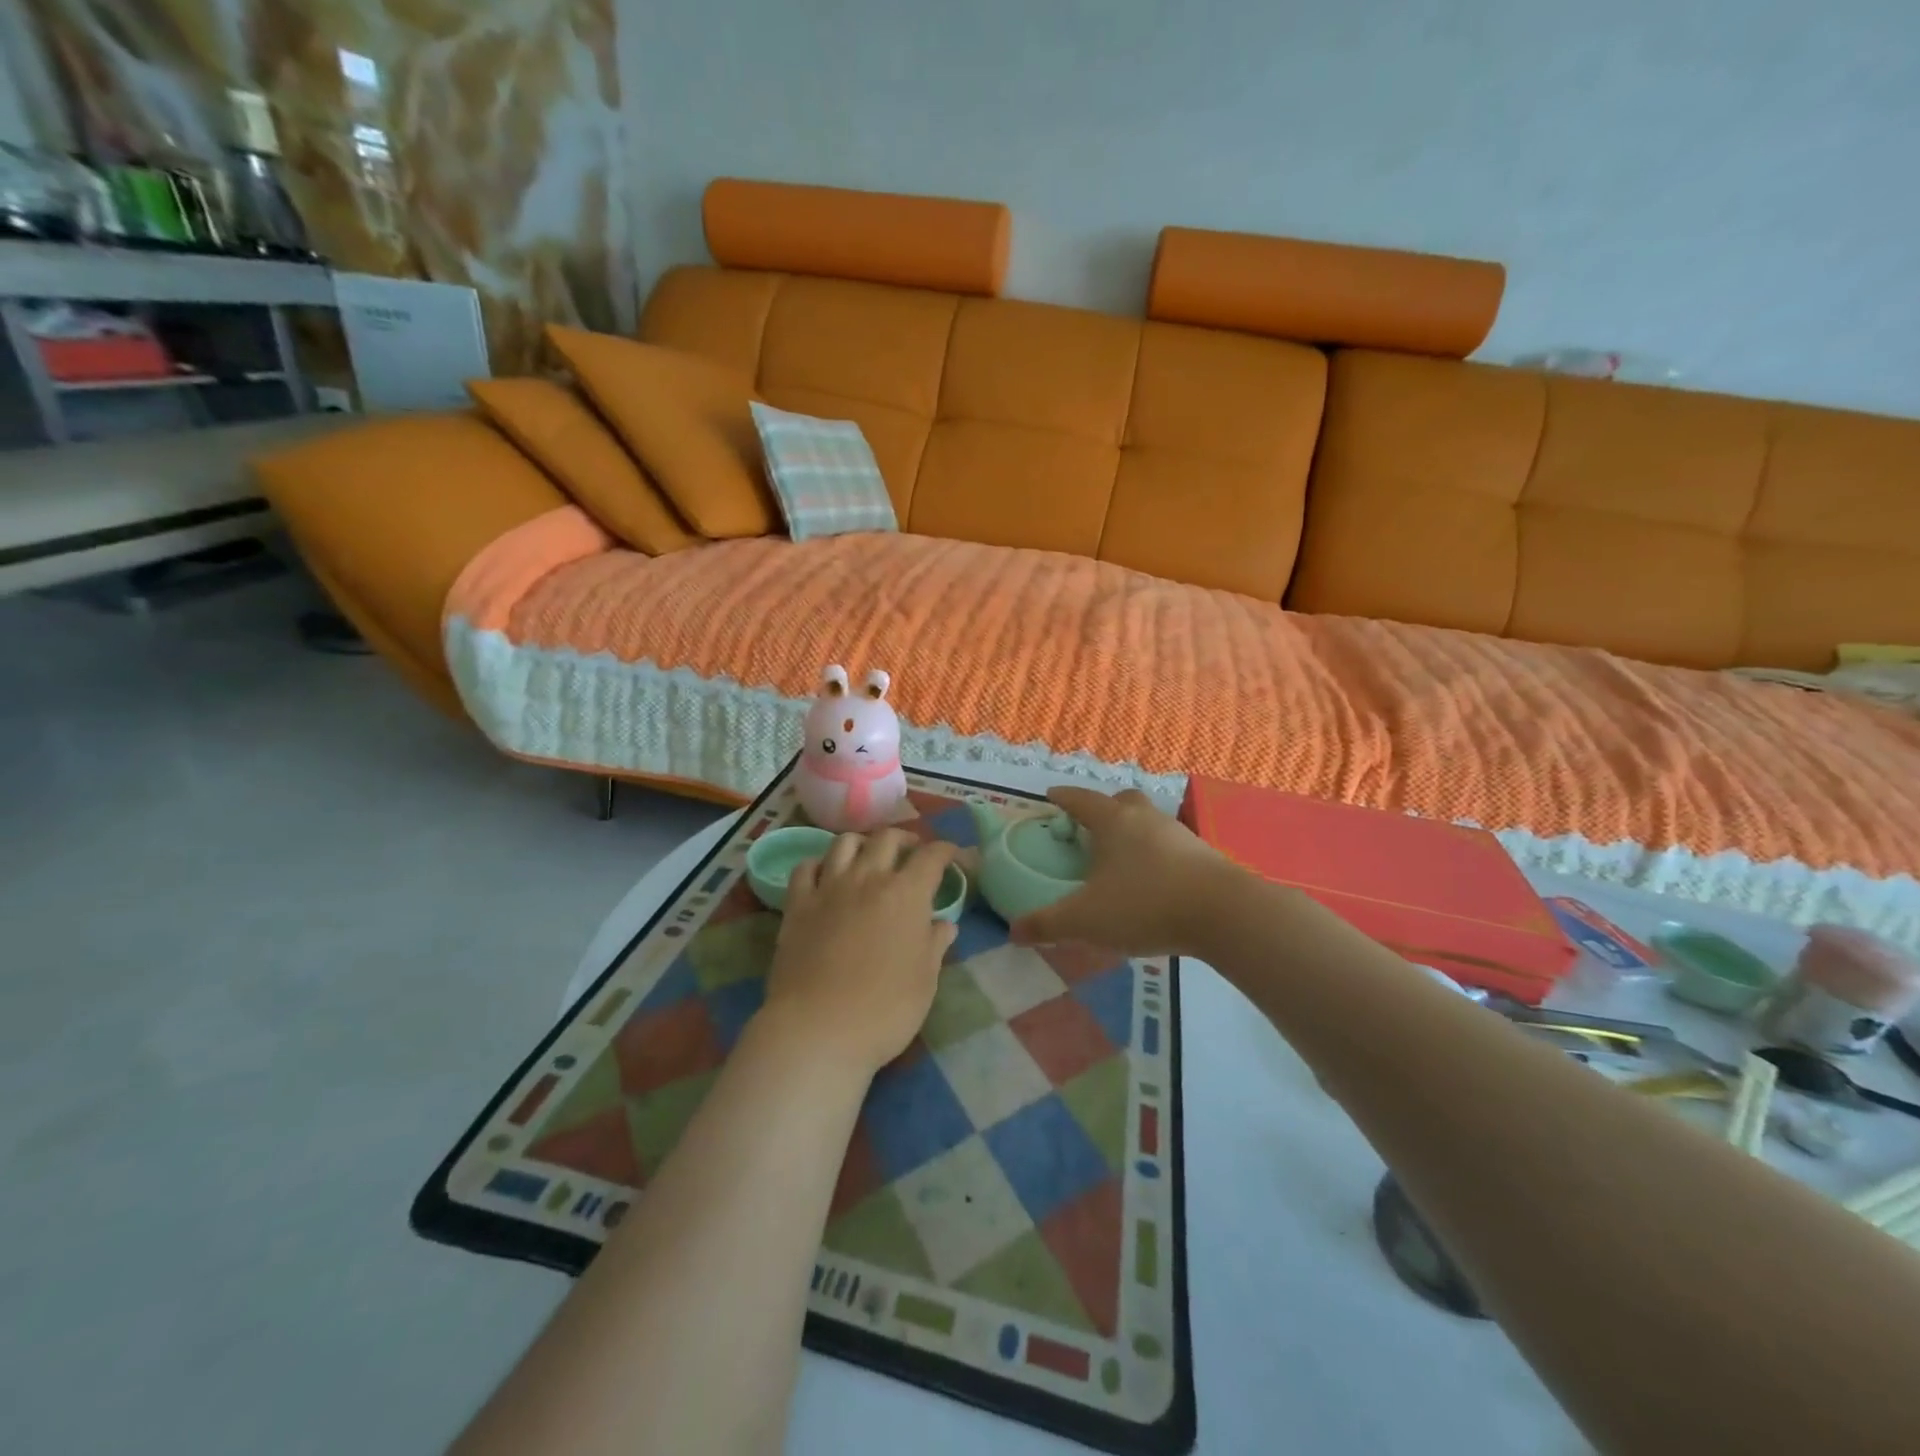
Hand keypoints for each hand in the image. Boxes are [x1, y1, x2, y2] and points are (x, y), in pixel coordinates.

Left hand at [764, 829, 958, 1073]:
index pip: (932, 856)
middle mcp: (868, 878)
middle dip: (905, 839)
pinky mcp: (797, 905)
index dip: (947, 850)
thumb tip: (944, 924)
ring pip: (845, 843)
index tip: (954, 856)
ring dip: (863, 843)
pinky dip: (819, 864)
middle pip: (887, 838)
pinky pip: (805, 867)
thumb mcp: (925, 980)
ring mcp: (828, 888)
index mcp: (907, 894)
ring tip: (869, 857)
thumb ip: (935, 944)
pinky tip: (825, 876)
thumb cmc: (885, 1010)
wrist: (818, 1029)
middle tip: (912, 852)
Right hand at [1010, 787, 1229, 956]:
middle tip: (1090, 829)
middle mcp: (1145, 818)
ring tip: (1119, 859)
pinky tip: (1152, 881)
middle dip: (1103, 809)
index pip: (1080, 799)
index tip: (1051, 795)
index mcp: (1113, 821)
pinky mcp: (1203, 855)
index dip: (1063, 797)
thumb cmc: (1144, 904)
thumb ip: (1047, 924)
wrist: (1223, 913)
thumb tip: (1013, 932)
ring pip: (1148, 822)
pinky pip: (1169, 845)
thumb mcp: (1086, 920)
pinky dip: (1155, 855)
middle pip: (1120, 801)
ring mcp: (1178, 834)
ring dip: (1132, 833)